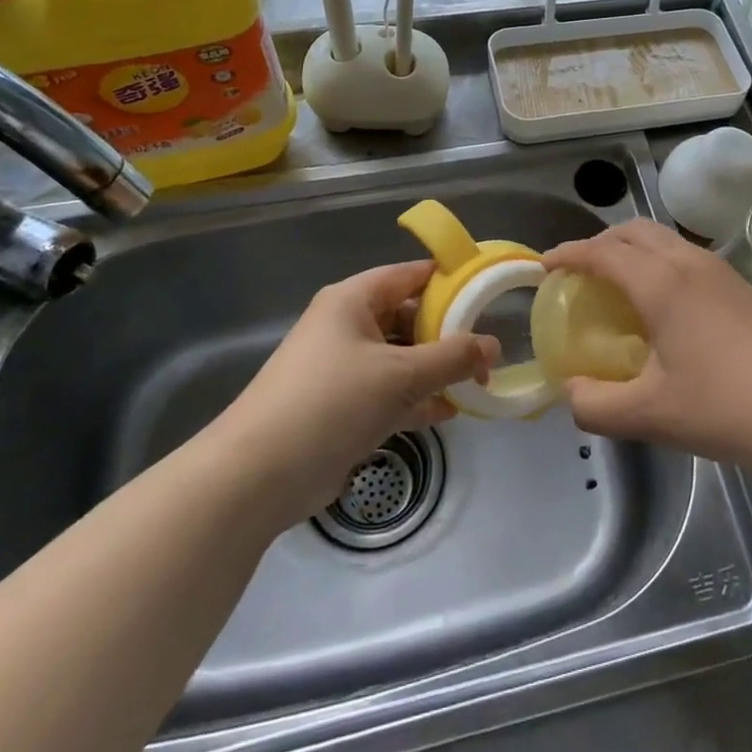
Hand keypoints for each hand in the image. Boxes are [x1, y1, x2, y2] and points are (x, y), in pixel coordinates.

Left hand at [218, 261, 498, 529]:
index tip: (488, 293)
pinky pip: (388, 392)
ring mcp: (342, 368)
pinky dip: (416, 400)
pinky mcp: (340, 406)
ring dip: (435, 371)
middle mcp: (346, 326)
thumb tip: (494, 346)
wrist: (258, 476)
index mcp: (353, 300)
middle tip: (486, 350)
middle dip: (448, 334)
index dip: (449, 280)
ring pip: (400, 358)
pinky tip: (448, 413)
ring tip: (476, 384)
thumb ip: (453, 358)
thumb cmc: (332, 402)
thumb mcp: (401, 375)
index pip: (410, 275)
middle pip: (408, 317)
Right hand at [544, 219, 751, 485]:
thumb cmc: (732, 408)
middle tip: (579, 274)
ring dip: (633, 251)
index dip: (568, 254)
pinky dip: (660, 265)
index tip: (543, 265)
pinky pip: (687, 258)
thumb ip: (598, 407)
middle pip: (634, 231)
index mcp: (661, 283)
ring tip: (618, 289)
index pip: (601, 252)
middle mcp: (690, 263)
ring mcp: (723, 272)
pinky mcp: (745, 289)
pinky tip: (665, 309)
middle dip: (600, 243)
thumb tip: (572, 393)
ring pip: (665, 241)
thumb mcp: (653, 416)